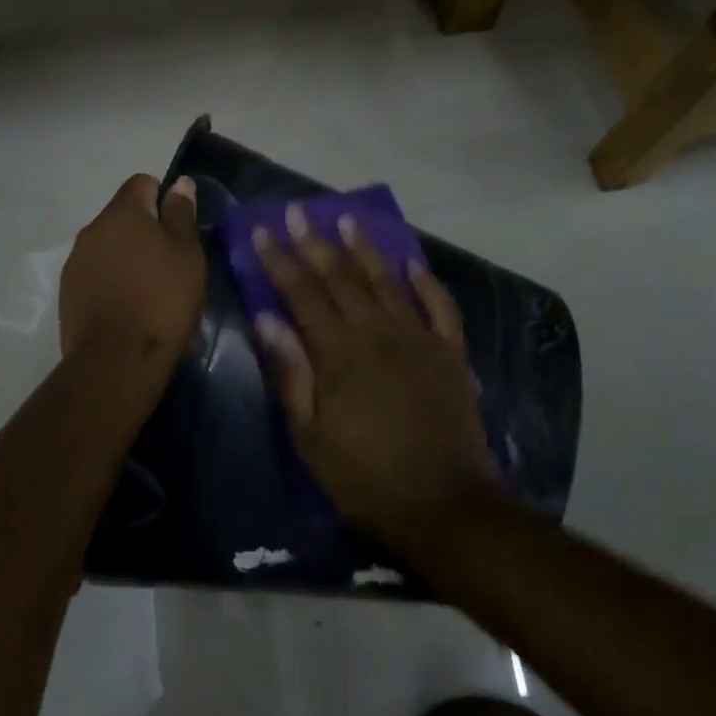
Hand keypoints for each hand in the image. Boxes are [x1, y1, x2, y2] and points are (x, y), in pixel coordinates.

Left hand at [60, 174, 205, 366]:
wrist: (116, 360)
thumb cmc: (162, 300)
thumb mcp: (187, 255)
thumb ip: (181, 215)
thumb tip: (179, 183)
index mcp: (122, 212)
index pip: (142, 183)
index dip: (164, 199)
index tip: (179, 231)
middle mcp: (92, 229)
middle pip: (123, 215)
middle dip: (145, 230)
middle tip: (170, 264)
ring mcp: (75, 261)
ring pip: (108, 245)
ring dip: (127, 257)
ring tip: (149, 290)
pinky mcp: (67, 292)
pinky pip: (95, 272)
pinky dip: (111, 280)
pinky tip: (127, 308)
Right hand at [250, 203, 496, 545]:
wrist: (444, 504)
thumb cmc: (365, 476)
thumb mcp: (311, 435)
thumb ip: (291, 373)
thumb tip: (267, 319)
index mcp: (339, 352)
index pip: (302, 293)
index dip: (280, 260)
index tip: (264, 230)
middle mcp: (378, 332)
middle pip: (341, 277)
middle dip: (316, 242)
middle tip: (299, 210)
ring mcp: (419, 339)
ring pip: (387, 281)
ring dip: (366, 249)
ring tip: (349, 219)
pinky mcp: (450, 354)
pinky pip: (440, 307)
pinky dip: (426, 282)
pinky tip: (413, 263)